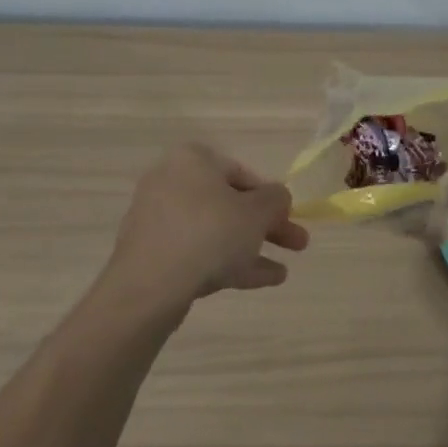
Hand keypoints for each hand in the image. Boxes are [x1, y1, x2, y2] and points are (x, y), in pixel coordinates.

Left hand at [102, 144, 310, 314]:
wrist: (150, 286)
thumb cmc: (209, 233)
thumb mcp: (257, 212)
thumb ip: (276, 199)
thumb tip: (278, 197)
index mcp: (193, 160)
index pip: (242, 173)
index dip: (272, 197)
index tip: (290, 218)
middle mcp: (171, 181)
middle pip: (230, 204)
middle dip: (266, 226)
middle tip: (297, 244)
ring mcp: (159, 220)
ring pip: (216, 231)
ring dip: (251, 248)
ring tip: (282, 272)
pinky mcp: (153, 253)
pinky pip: (198, 252)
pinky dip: (228, 262)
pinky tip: (261, 281)